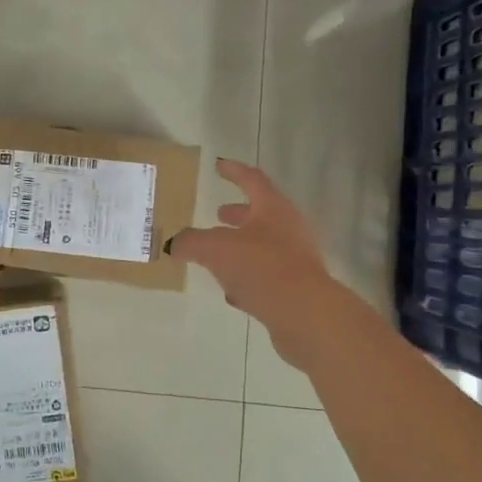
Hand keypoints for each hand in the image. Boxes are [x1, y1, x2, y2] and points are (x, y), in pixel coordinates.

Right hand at [168, 159, 343, 364]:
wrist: (306, 315)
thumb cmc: (261, 267)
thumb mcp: (215, 249)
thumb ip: (191, 242)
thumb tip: (175, 243)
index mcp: (272, 209)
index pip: (252, 180)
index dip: (233, 171)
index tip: (218, 166)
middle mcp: (288, 229)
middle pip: (261, 214)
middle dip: (237, 214)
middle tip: (218, 214)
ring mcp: (295, 260)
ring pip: (263, 247)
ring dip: (240, 247)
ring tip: (217, 255)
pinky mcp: (295, 289)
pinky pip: (266, 277)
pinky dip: (247, 278)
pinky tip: (231, 291)